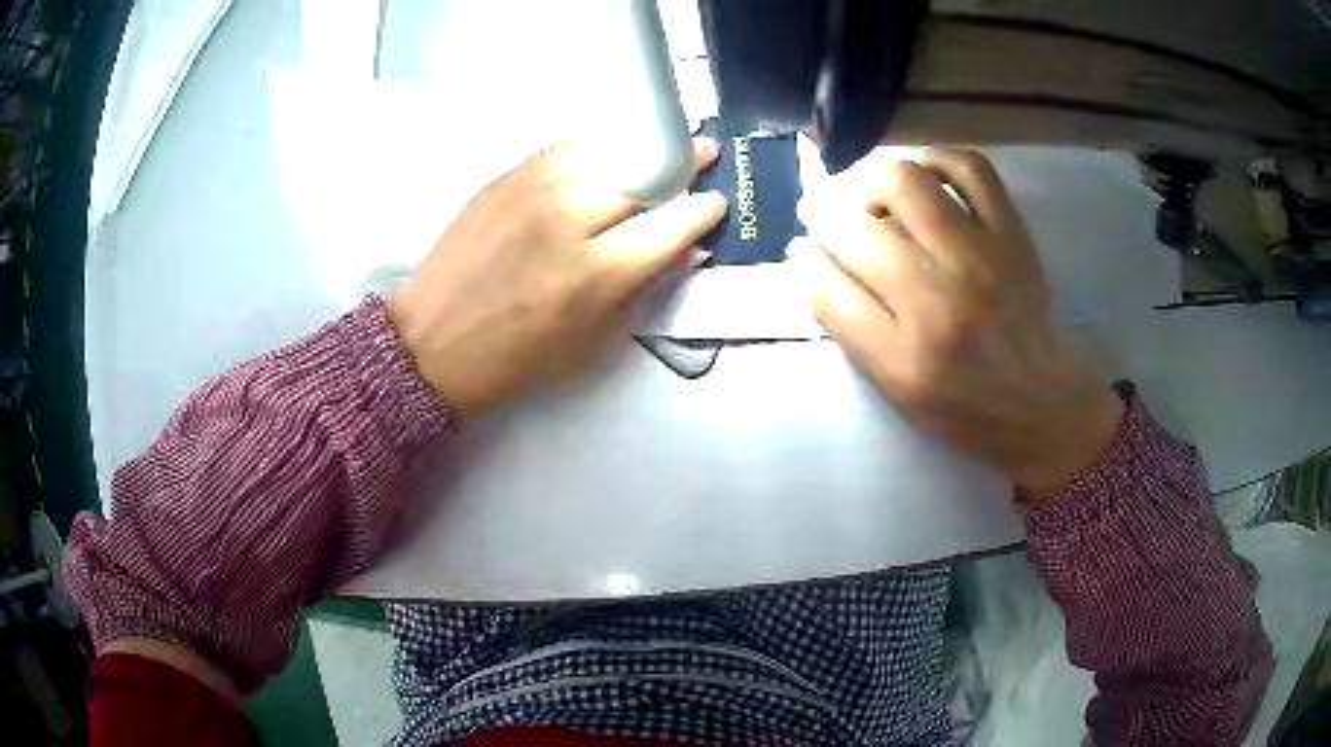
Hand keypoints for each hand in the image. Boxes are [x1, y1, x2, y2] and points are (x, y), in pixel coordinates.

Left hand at [389, 139, 725, 421]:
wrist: (431, 344)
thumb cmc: (516, 359)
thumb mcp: (592, 343)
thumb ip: (643, 290)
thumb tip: (683, 250)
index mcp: (594, 275)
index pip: (668, 225)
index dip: (700, 209)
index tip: (714, 200)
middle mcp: (568, 221)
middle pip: (641, 173)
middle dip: (681, 160)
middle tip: (702, 152)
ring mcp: (532, 192)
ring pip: (604, 149)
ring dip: (639, 147)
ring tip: (659, 143)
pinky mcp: (503, 179)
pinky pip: (563, 148)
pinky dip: (593, 148)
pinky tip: (603, 154)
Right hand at [801, 148, 1123, 499]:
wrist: (1043, 404)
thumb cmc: (965, 408)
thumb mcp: (896, 390)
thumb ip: (850, 328)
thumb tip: (810, 262)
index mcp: (904, 355)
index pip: (828, 289)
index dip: (806, 262)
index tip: (804, 250)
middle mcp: (939, 299)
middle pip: (857, 229)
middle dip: (828, 219)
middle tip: (833, 222)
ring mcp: (980, 258)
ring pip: (905, 182)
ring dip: (875, 184)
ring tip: (878, 201)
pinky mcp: (1011, 235)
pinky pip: (970, 169)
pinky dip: (939, 159)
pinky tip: (926, 174)